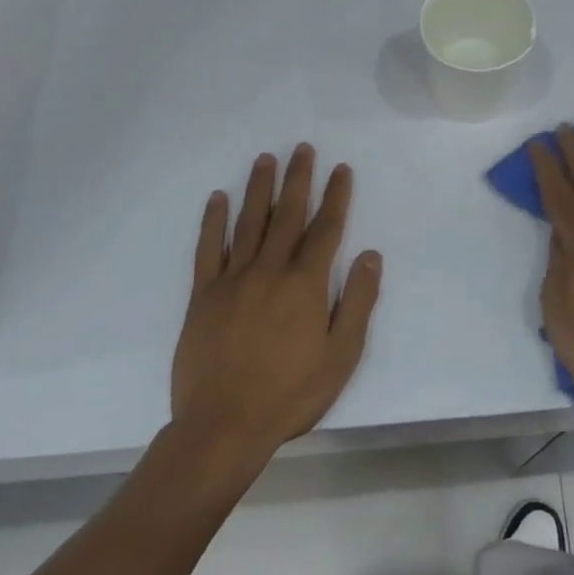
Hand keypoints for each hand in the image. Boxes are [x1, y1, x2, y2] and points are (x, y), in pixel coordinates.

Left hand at [172, 145, 381, 466]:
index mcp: (305, 285)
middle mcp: (269, 271)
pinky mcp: (203, 295)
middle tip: (302, 148)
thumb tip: (370, 255)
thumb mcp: (341, 355)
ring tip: (265, 159)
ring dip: (259, 188)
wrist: (223, 426)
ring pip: (249, 223)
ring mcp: (232, 280)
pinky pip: (208, 249)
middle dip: (298, 179)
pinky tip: (218, 198)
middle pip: (287, 215)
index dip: (336, 196)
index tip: (341, 169)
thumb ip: (357, 301)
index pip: (326, 229)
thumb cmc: (290, 393)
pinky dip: (213, 221)